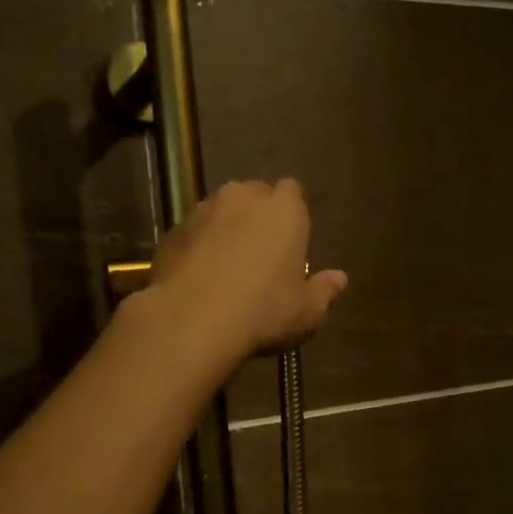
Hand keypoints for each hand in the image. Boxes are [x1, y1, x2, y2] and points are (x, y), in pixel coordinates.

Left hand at [142, 179, 347, 366]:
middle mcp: (243, 197)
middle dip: (258, 218)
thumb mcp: (306, 312)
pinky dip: (198, 248)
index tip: (290, 243)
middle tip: (260, 257)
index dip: (291, 215)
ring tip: (226, 269)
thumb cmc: (263, 312)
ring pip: (220, 212)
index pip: (293, 192)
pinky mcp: (172, 231)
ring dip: (226, 231)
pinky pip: (193, 234)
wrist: (192, 321)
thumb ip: (325, 291)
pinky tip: (199, 280)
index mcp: (284, 209)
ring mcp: (203, 210)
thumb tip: (339, 278)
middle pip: (255, 197)